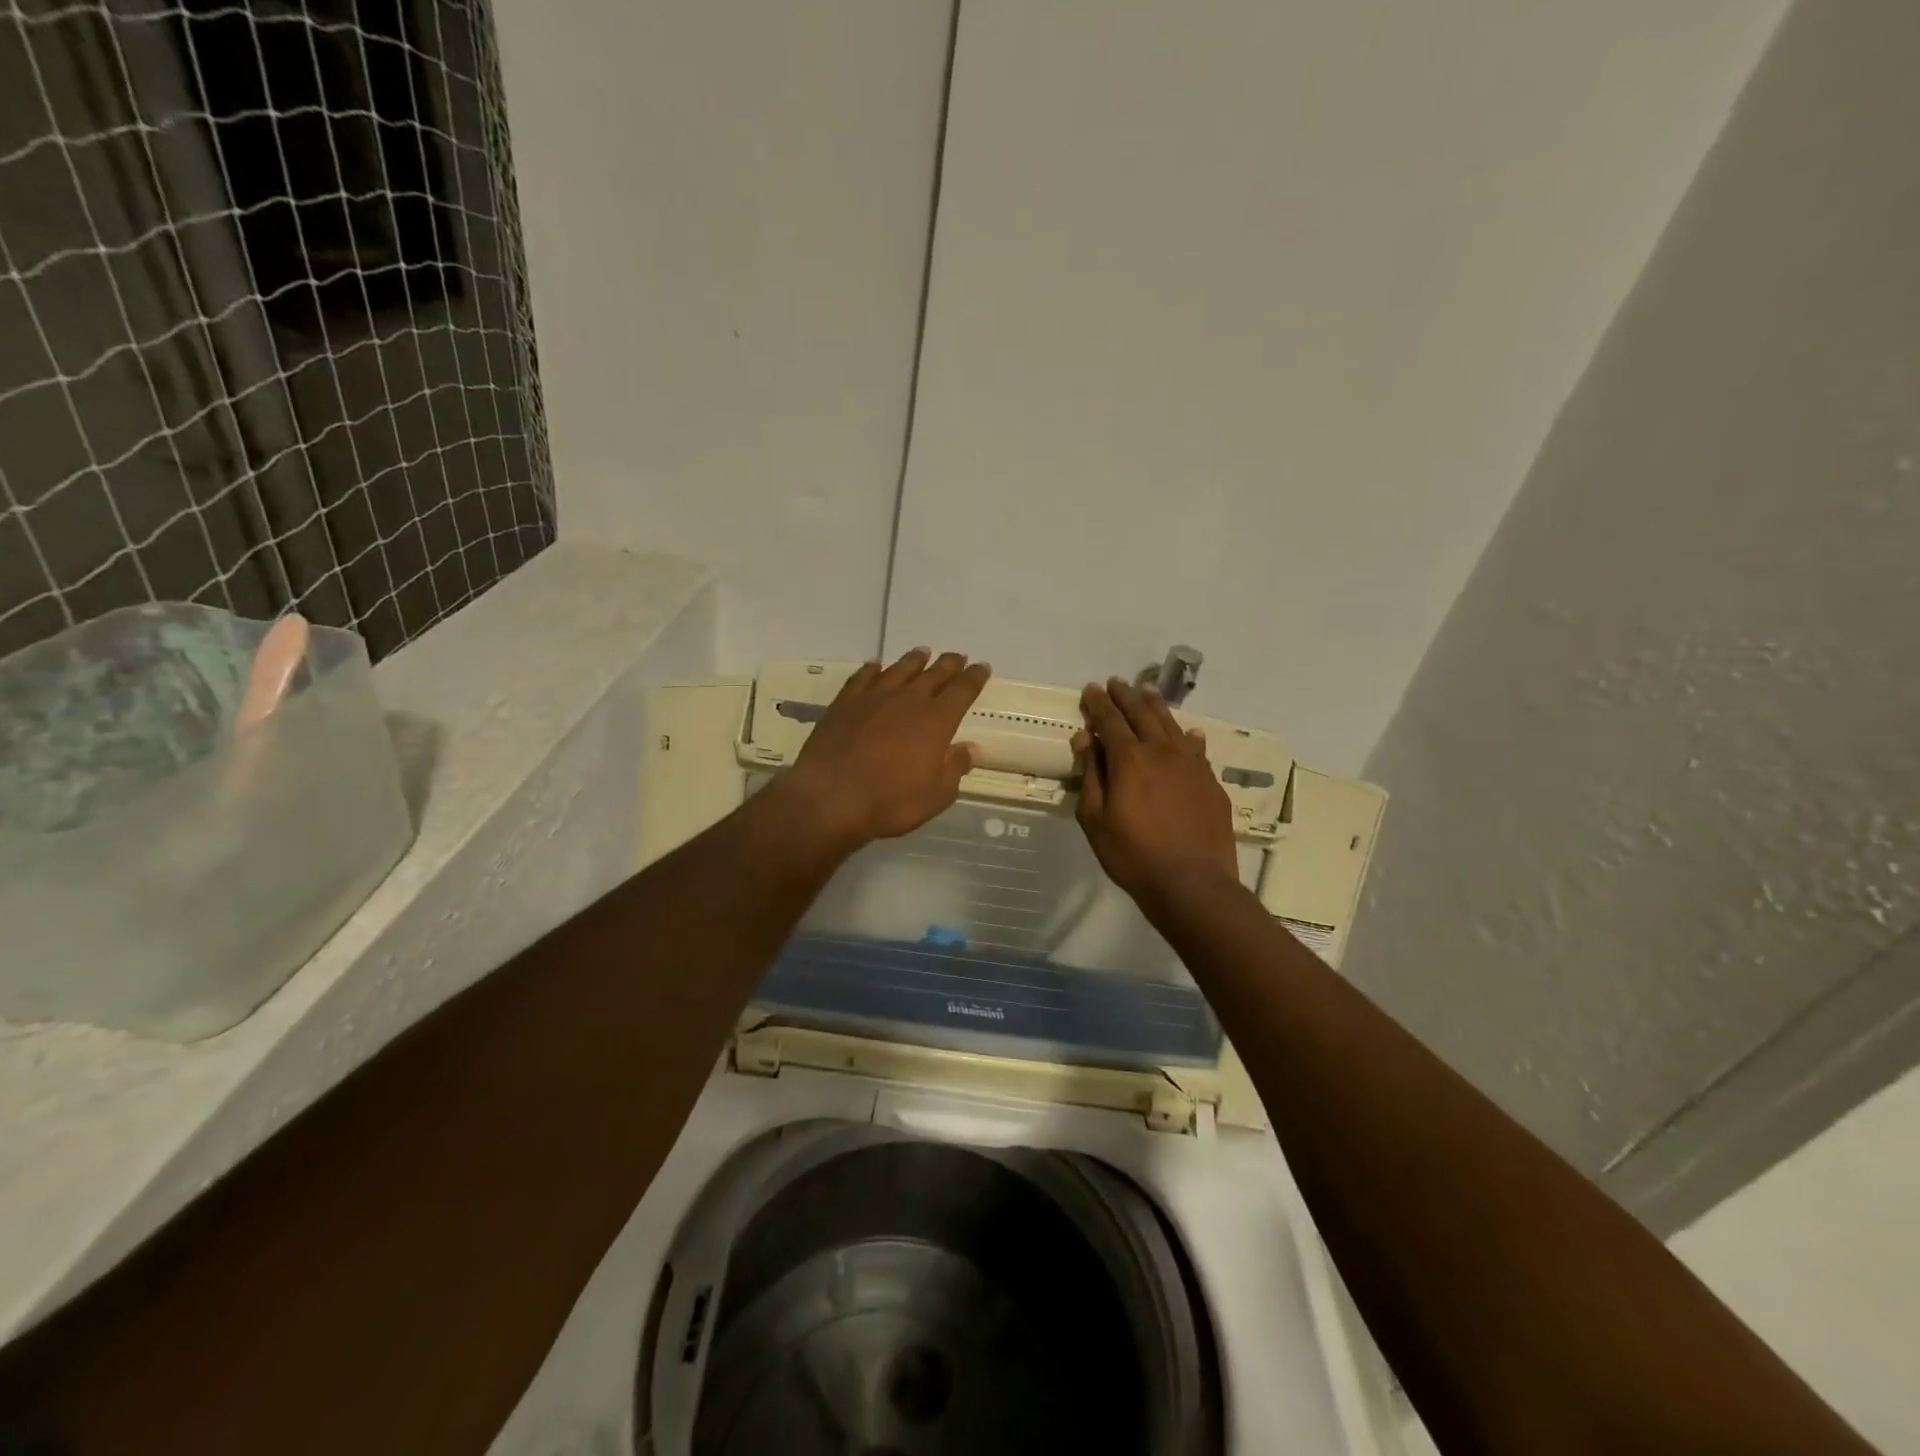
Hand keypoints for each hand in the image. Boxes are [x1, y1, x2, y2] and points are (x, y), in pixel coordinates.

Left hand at [779, 648, 990, 849]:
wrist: (831, 797)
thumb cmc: (890, 801)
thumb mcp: (935, 795)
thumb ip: (954, 768)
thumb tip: (970, 748)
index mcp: (936, 721)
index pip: (962, 691)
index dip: (974, 678)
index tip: (982, 667)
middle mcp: (908, 701)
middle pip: (934, 674)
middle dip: (949, 664)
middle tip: (957, 656)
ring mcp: (874, 698)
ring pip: (899, 670)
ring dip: (913, 661)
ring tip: (922, 653)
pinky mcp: (845, 703)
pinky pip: (862, 678)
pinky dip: (871, 670)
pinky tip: (875, 666)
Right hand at [1073, 677, 1239, 904]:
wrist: (1192, 883)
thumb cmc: (1133, 855)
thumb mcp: (1095, 820)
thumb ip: (1091, 776)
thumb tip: (1085, 739)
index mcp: (1129, 759)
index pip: (1109, 720)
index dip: (1098, 703)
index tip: (1090, 689)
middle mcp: (1162, 751)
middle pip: (1142, 713)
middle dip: (1125, 696)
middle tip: (1116, 683)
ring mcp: (1191, 764)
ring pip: (1171, 725)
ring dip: (1156, 706)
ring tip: (1146, 692)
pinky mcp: (1210, 781)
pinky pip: (1197, 748)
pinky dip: (1188, 736)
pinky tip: (1188, 733)